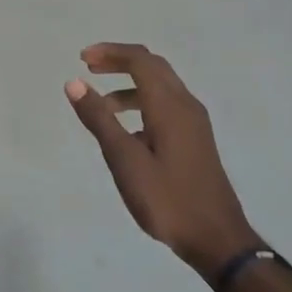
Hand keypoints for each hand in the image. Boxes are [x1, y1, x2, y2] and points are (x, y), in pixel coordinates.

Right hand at [65, 43, 258, 281]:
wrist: (217, 239)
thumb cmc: (167, 199)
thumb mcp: (125, 160)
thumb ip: (99, 119)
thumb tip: (74, 82)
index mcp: (169, 106)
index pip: (140, 60)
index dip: (110, 52)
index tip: (81, 59)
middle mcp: (185, 105)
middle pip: (153, 66)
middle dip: (120, 61)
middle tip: (89, 67)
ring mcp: (194, 123)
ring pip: (160, 86)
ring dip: (129, 85)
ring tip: (102, 106)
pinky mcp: (196, 140)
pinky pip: (166, 106)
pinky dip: (142, 103)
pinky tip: (127, 132)